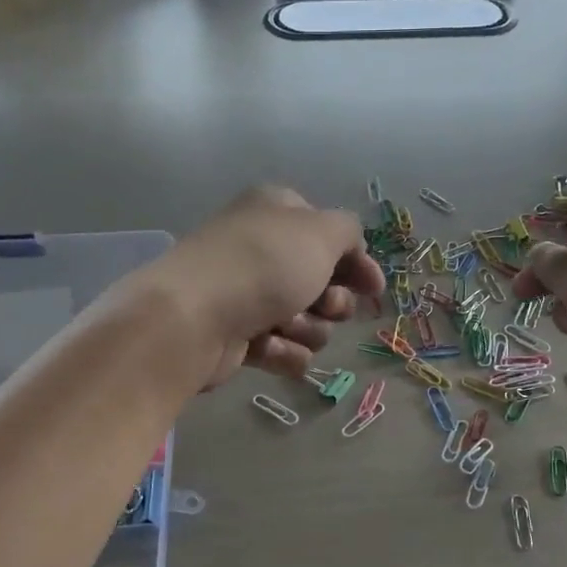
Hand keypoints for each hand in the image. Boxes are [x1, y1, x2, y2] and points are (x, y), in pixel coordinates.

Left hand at [140, 187, 385, 390]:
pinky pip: (284, 350)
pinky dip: (283, 353)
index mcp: (277, 214)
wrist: (195, 318)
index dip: (356, 263)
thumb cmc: (263, 265)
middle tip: (323, 305)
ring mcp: (248, 296)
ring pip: (308, 322)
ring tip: (284, 326)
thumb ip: (349, 232)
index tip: (372, 288)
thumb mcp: (321, 232)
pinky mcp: (239, 338)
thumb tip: (352, 250)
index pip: (330, 235)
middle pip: (323, 284)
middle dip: (331, 302)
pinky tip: (267, 348)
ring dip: (307, 329)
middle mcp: (263, 251)